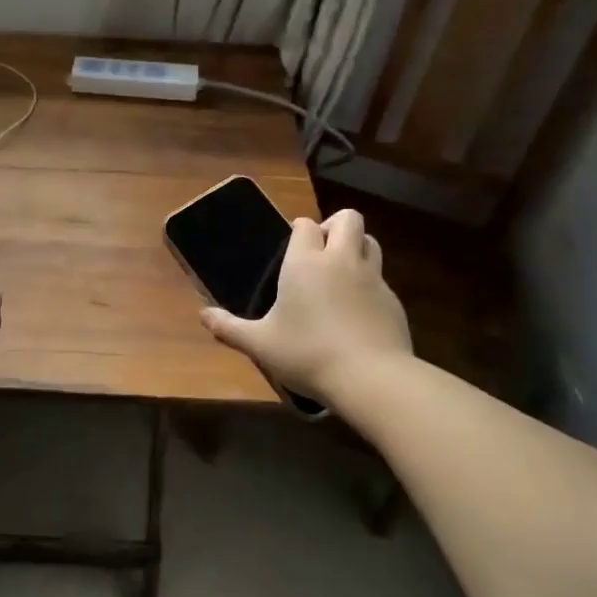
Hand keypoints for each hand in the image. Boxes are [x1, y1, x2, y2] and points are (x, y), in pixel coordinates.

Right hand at [199, 209, 411, 405]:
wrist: (371, 378)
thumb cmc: (307, 354)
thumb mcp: (260, 345)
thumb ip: (230, 328)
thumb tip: (203, 315)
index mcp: (305, 263)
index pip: (305, 225)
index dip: (299, 231)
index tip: (291, 246)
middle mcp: (341, 260)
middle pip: (348, 219)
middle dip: (334, 226)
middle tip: (320, 251)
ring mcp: (373, 278)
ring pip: (370, 242)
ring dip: (356, 247)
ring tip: (340, 272)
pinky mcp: (393, 300)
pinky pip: (381, 278)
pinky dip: (369, 283)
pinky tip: (356, 310)